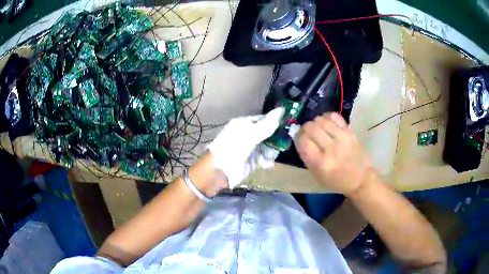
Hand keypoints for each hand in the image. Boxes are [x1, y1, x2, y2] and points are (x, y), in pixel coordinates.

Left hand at [208, 108, 283, 187]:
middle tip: (285, 142)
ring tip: (272, 156)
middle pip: (268, 134)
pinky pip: (264, 159)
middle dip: (276, 139)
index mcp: (244, 124)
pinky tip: (267, 165)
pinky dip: (267, 161)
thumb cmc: (232, 149)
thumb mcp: (250, 135)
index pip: (264, 119)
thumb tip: (282, 109)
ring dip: (272, 152)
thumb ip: (267, 125)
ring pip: (268, 147)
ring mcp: (250, 148)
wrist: (218, 172)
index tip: (289, 124)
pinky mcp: (252, 161)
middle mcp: (248, 135)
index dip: (276, 121)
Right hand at [295, 112, 372, 194]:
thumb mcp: (317, 176)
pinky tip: (327, 123)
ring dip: (315, 122)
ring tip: (317, 129)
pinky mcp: (349, 131)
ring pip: (321, 120)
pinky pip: (334, 116)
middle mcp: (331, 148)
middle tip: (307, 133)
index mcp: (320, 163)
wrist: (360, 178)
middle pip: (310, 127)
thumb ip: (307, 157)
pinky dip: (327, 117)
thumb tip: (299, 138)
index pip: (303, 140)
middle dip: (305, 128)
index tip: (299, 139)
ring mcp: (342, 138)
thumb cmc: (337, 181)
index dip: (298, 137)